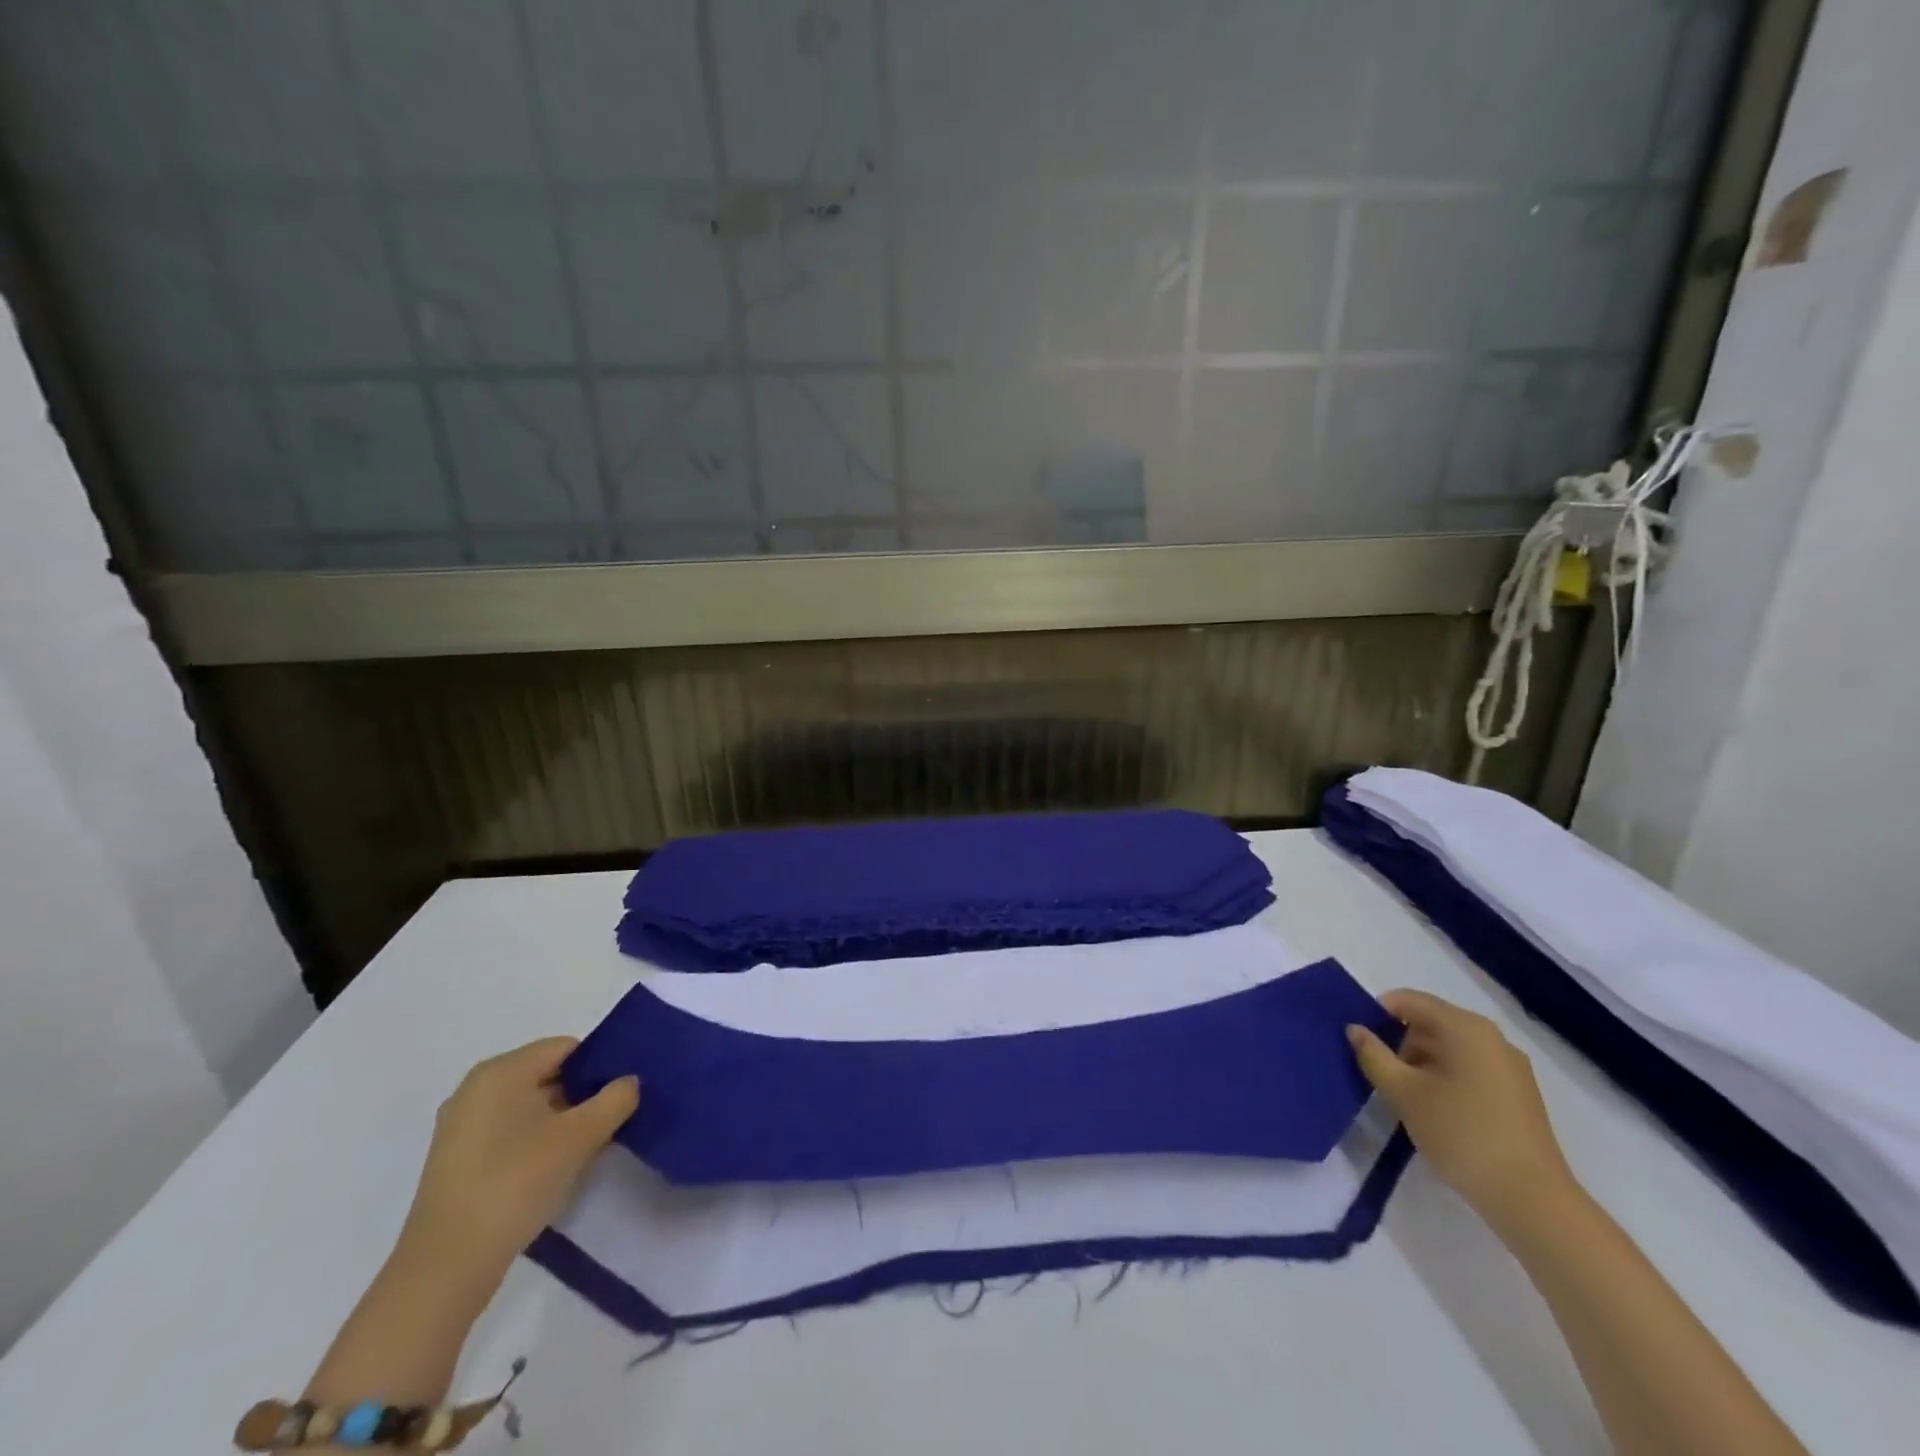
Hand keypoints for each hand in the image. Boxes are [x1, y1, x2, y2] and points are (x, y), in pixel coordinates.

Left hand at [398, 1038, 638, 1290]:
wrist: (446, 1266)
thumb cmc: (515, 1183)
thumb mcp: (580, 1137)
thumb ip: (615, 1100)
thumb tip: (629, 1082)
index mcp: (501, 1071)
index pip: (565, 1048)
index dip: (598, 1066)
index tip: (620, 1095)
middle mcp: (475, 1089)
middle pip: (546, 1075)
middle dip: (581, 1095)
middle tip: (609, 1122)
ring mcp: (460, 1125)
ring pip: (528, 1106)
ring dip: (560, 1121)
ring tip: (585, 1149)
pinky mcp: (455, 1159)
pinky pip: (507, 1132)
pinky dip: (534, 1140)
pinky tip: (551, 1170)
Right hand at [1347, 990, 1576, 1235]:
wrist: (1532, 1200)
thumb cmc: (1460, 1133)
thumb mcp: (1403, 1092)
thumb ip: (1373, 1055)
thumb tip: (1355, 1029)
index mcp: (1464, 1027)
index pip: (1409, 1001)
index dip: (1378, 1013)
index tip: (1359, 1040)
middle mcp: (1491, 1037)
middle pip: (1431, 1022)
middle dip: (1400, 1041)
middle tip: (1380, 1072)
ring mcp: (1510, 1066)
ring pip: (1451, 1047)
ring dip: (1422, 1062)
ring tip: (1406, 1096)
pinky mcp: (1519, 1094)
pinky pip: (1471, 1068)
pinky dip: (1446, 1077)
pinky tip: (1436, 1110)